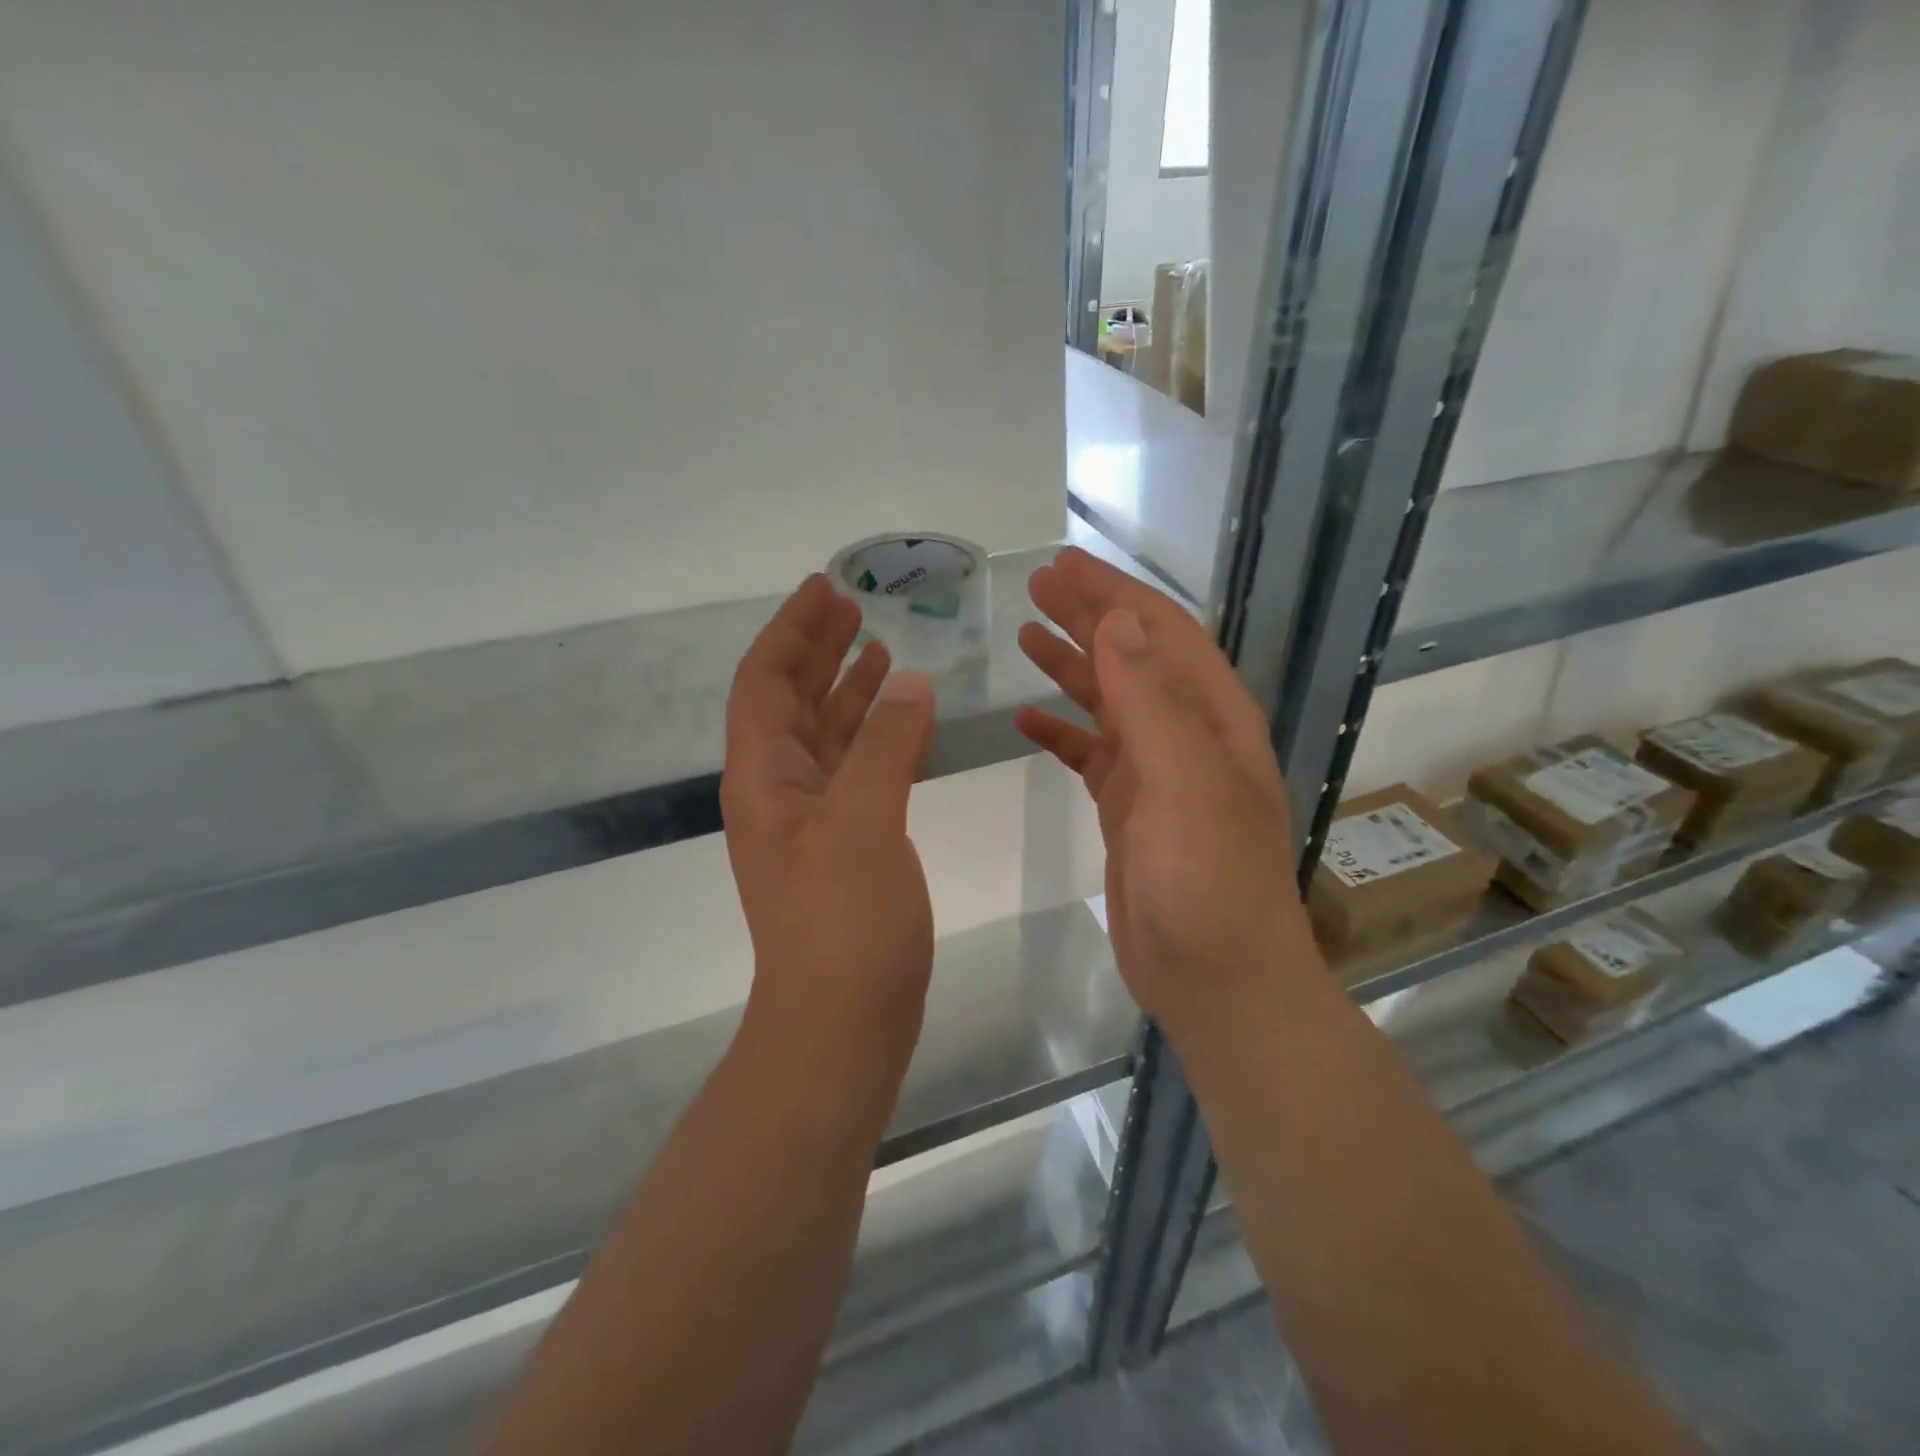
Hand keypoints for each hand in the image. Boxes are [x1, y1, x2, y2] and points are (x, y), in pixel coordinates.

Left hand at [723, 575, 936, 1069]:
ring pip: (826, 734)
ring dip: (847, 688)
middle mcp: (780, 790)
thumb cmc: (842, 922)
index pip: (765, 682)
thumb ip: (885, 747)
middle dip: (818, 649)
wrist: (843, 1022)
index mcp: (764, 777)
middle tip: (853, 605)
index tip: (824, 589)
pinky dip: (875, 735)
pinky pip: (857, 769)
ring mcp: (813, 819)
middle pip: (792, 701)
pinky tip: (902, 717)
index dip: (791, 631)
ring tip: (879, 646)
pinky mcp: (847, 843)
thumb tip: (910, 682)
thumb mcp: (863, 823)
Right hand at [1015, 548, 1321, 1033]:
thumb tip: (1118, 619)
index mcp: (1212, 717)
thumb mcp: (1186, 781)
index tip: (1059, 565)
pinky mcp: (1127, 809)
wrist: (1215, 978)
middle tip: (1035, 587)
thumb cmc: (1208, 880)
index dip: (1112, 594)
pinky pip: (1089, 754)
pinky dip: (1060, 732)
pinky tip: (1026, 719)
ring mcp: (1157, 773)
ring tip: (1026, 635)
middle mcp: (1188, 734)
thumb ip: (1152, 699)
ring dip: (1071, 665)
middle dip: (1087, 617)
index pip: (1161, 633)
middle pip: (1133, 657)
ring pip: (1108, 702)